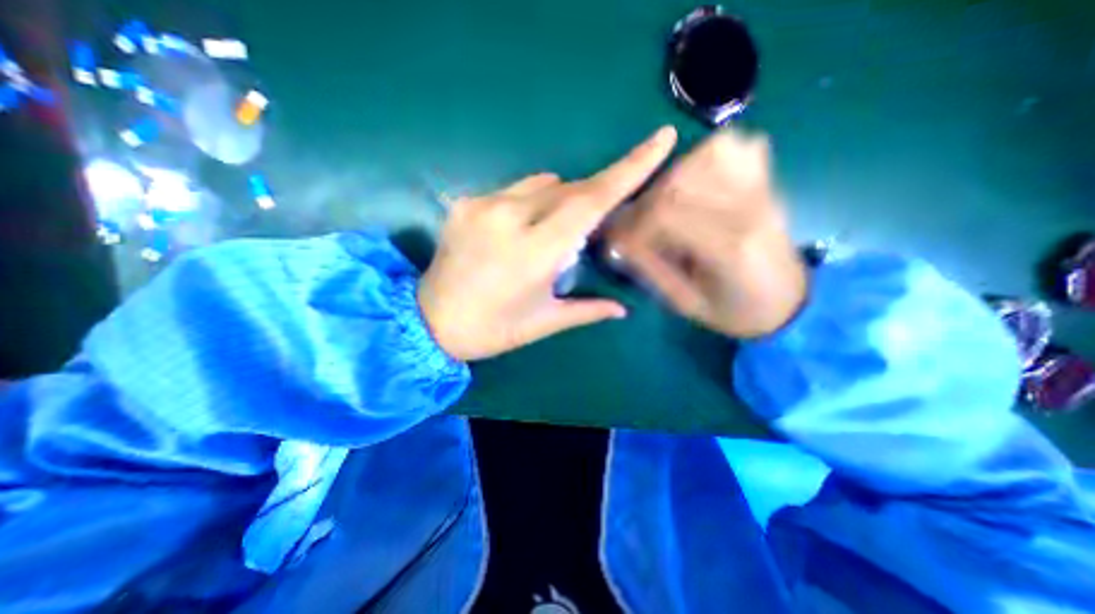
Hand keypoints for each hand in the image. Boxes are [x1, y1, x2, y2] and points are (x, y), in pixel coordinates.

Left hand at [419, 128, 677, 362]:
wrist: (429, 322)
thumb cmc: (492, 329)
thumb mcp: (544, 323)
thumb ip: (587, 310)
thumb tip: (622, 309)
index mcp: (534, 254)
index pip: (590, 201)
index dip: (629, 169)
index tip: (660, 139)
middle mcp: (508, 218)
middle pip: (570, 188)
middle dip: (591, 197)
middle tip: (594, 224)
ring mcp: (482, 204)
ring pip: (542, 183)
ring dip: (559, 200)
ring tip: (550, 234)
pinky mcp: (465, 201)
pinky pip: (514, 190)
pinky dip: (531, 203)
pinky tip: (520, 230)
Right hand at [604, 128, 805, 338]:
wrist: (787, 303)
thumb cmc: (734, 311)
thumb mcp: (685, 303)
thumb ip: (651, 270)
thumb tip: (619, 243)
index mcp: (729, 249)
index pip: (666, 214)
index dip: (633, 224)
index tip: (618, 240)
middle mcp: (749, 210)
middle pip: (682, 179)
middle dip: (647, 201)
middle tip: (637, 223)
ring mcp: (763, 190)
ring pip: (709, 154)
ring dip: (674, 175)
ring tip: (665, 203)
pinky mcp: (767, 182)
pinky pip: (736, 147)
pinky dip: (706, 158)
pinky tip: (696, 182)